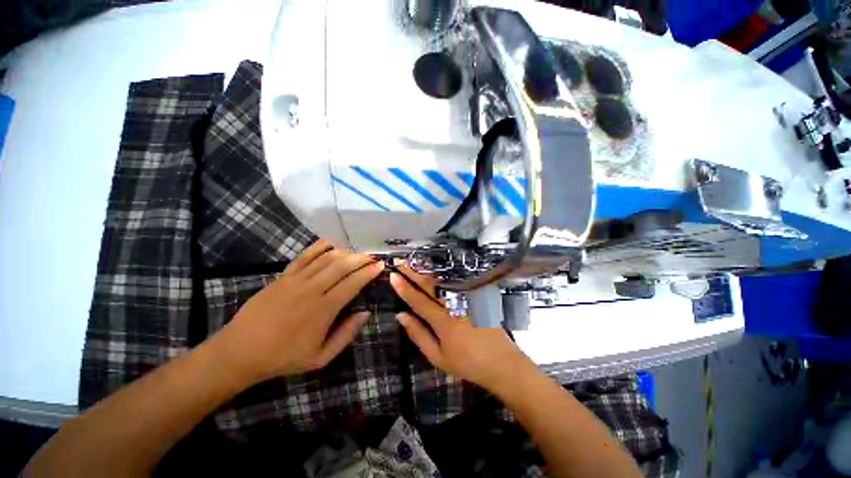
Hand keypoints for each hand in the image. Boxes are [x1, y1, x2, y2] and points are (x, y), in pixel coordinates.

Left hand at [212, 239, 383, 383]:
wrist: (240, 351)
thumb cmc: (284, 357)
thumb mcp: (321, 357)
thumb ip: (346, 334)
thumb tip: (366, 313)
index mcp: (323, 310)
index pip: (352, 284)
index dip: (368, 273)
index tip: (380, 266)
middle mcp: (312, 290)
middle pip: (342, 266)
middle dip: (361, 258)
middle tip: (373, 255)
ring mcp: (296, 280)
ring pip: (326, 258)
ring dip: (345, 252)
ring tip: (358, 250)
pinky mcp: (283, 276)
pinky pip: (304, 256)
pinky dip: (319, 247)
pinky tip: (331, 242)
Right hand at [389, 262, 535, 392]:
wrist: (502, 362)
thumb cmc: (467, 363)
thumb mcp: (438, 357)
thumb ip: (418, 334)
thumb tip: (401, 315)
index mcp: (443, 322)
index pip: (418, 300)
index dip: (404, 288)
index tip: (393, 276)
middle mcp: (455, 305)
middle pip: (430, 285)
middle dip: (413, 273)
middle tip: (400, 262)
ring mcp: (468, 299)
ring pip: (443, 280)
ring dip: (427, 270)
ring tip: (414, 262)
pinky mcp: (477, 296)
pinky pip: (457, 281)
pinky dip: (444, 273)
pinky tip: (436, 269)